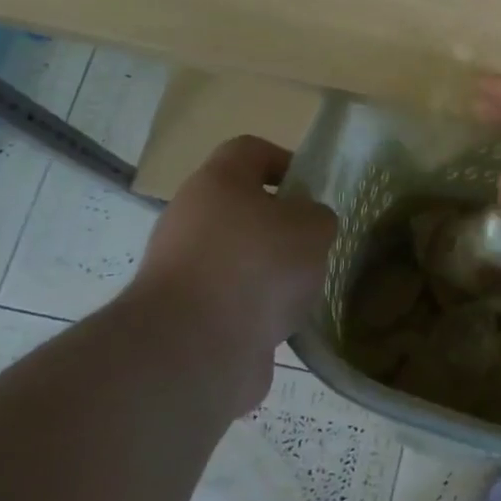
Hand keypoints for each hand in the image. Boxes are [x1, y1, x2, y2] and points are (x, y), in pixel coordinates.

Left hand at [127, 136, 336, 414]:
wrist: (195, 349)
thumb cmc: (258, 266)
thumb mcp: (312, 227)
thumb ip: (317, 216)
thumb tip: (305, 225)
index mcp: (217, 182)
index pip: (249, 151)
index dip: (285, 161)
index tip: (312, 191)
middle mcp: (191, 218)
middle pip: (242, 207)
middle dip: (282, 225)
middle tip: (314, 244)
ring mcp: (183, 268)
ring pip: (238, 256)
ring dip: (271, 271)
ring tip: (303, 290)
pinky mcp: (184, 314)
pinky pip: (231, 299)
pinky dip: (256, 308)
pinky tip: (282, 323)